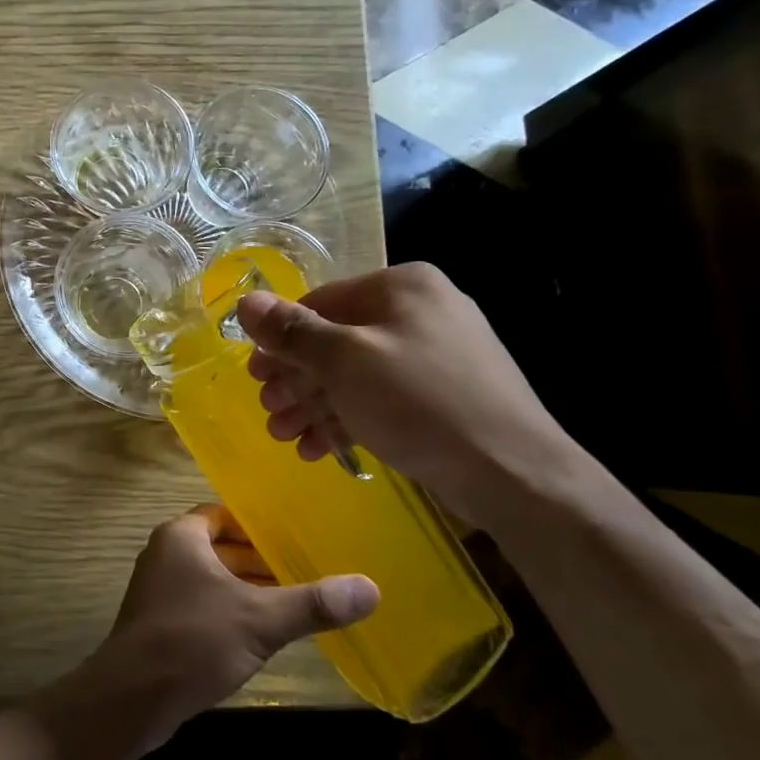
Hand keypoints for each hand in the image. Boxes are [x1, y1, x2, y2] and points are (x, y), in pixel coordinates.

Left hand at [56, 505, 376, 752]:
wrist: (131, 698)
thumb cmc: (192, 640)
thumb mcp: (259, 619)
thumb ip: (312, 603)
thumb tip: (371, 587)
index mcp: (181, 536)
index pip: (223, 515)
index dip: (257, 525)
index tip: (294, 537)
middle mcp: (165, 554)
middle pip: (218, 546)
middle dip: (258, 559)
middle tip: (304, 569)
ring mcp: (158, 590)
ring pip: (210, 578)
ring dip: (244, 587)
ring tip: (291, 601)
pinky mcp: (158, 623)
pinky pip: (201, 604)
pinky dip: (228, 610)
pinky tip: (258, 634)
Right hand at [235, 262, 583, 524]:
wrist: (514, 473)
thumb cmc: (418, 402)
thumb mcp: (344, 361)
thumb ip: (292, 331)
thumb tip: (245, 302)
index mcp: (401, 286)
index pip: (321, 302)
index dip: (281, 340)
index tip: (255, 377)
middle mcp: (420, 311)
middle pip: (337, 341)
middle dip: (296, 380)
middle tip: (269, 412)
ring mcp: (436, 355)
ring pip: (356, 374)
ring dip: (315, 404)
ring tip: (286, 436)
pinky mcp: (444, 396)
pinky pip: (382, 397)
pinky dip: (348, 418)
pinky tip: (320, 448)